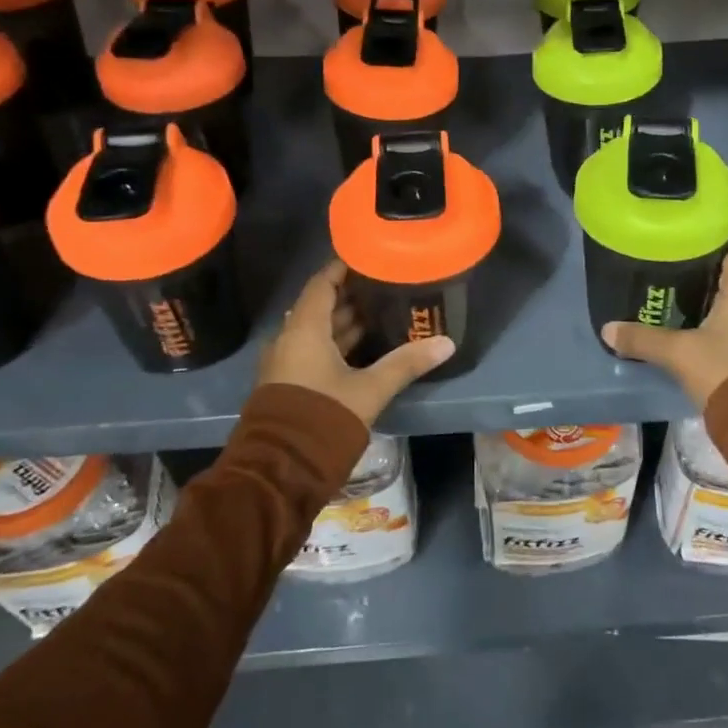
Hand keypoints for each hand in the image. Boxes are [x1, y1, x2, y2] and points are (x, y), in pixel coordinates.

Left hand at [257, 259, 456, 425]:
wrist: (280, 470)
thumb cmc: (324, 418)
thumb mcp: (370, 389)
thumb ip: (406, 363)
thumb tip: (446, 343)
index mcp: (304, 330)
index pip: (322, 284)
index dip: (342, 269)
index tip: (368, 258)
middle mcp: (289, 340)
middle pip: (320, 306)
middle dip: (351, 296)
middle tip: (385, 286)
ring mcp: (286, 363)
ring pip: (317, 331)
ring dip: (344, 322)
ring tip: (381, 313)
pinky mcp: (289, 384)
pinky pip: (313, 351)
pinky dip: (336, 344)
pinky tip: (364, 348)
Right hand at [602, 245, 727, 407]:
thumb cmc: (724, 370)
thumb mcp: (678, 354)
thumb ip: (643, 339)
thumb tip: (607, 329)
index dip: (713, 246)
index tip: (686, 249)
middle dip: (708, 278)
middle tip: (674, 278)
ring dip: (718, 306)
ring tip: (683, 306)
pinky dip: (727, 328)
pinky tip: (703, 336)